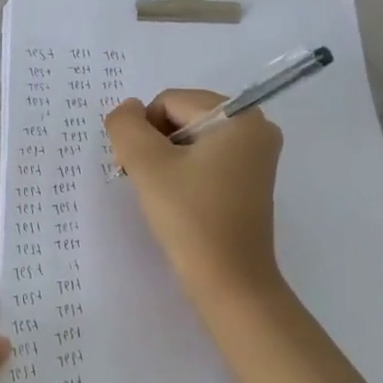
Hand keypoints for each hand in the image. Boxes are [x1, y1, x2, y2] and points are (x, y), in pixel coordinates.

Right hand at [105, 92, 358, 382]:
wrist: (229, 281)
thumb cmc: (190, 218)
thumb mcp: (148, 166)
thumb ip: (126, 126)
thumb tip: (126, 109)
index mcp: (240, 115)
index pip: (170, 101)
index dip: (143, 131)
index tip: (137, 169)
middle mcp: (256, 127)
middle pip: (183, 117)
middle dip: (155, 145)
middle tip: (145, 182)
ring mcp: (256, 156)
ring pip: (192, 140)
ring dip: (166, 161)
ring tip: (161, 195)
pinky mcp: (250, 181)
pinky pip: (207, 160)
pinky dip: (184, 173)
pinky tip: (177, 201)